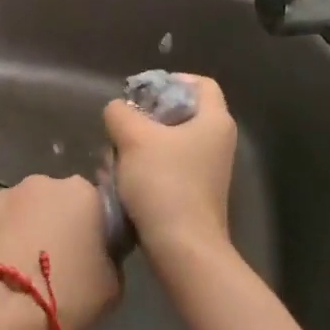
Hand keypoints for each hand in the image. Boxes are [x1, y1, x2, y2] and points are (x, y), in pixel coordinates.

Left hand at [0, 174, 119, 329]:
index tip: (89, 251)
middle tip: (56, 261)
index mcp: (80, 192)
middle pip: (53, 199)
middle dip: (54, 222)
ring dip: (23, 229)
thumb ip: (109, 256)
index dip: (92, 226)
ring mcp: (1, 197)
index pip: (93, 201)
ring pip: (20, 211)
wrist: (0, 317)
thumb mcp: (112, 284)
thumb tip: (99, 252)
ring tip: (21, 269)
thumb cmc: (66, 297)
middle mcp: (40, 183)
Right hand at [102, 73, 237, 265]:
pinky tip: (120, 183)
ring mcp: (206, 171)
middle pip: (177, 114)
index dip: (170, 80)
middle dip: (142, 119)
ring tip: (113, 161)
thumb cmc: (165, 183)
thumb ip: (120, 112)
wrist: (183, 249)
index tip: (140, 93)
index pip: (200, 84)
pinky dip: (142, 171)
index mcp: (214, 121)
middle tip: (120, 129)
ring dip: (136, 148)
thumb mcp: (133, 137)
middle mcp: (216, 143)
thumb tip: (118, 111)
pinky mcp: (192, 195)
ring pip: (165, 144)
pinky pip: (164, 170)